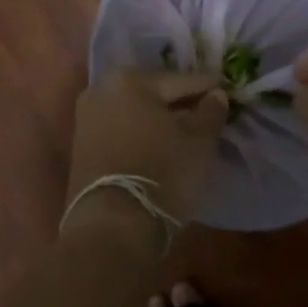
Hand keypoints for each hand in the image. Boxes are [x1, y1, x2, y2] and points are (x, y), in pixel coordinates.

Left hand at [65, 70, 227, 236]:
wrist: (112, 226)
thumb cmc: (162, 174)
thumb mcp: (199, 142)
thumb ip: (211, 112)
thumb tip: (216, 95)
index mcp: (131, 80)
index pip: (179, 80)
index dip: (206, 87)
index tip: (225, 90)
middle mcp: (103, 89)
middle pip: (153, 92)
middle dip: (179, 100)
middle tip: (206, 109)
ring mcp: (87, 117)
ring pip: (135, 110)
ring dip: (159, 117)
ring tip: (185, 129)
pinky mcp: (81, 144)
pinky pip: (120, 128)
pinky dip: (140, 131)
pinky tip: (159, 143)